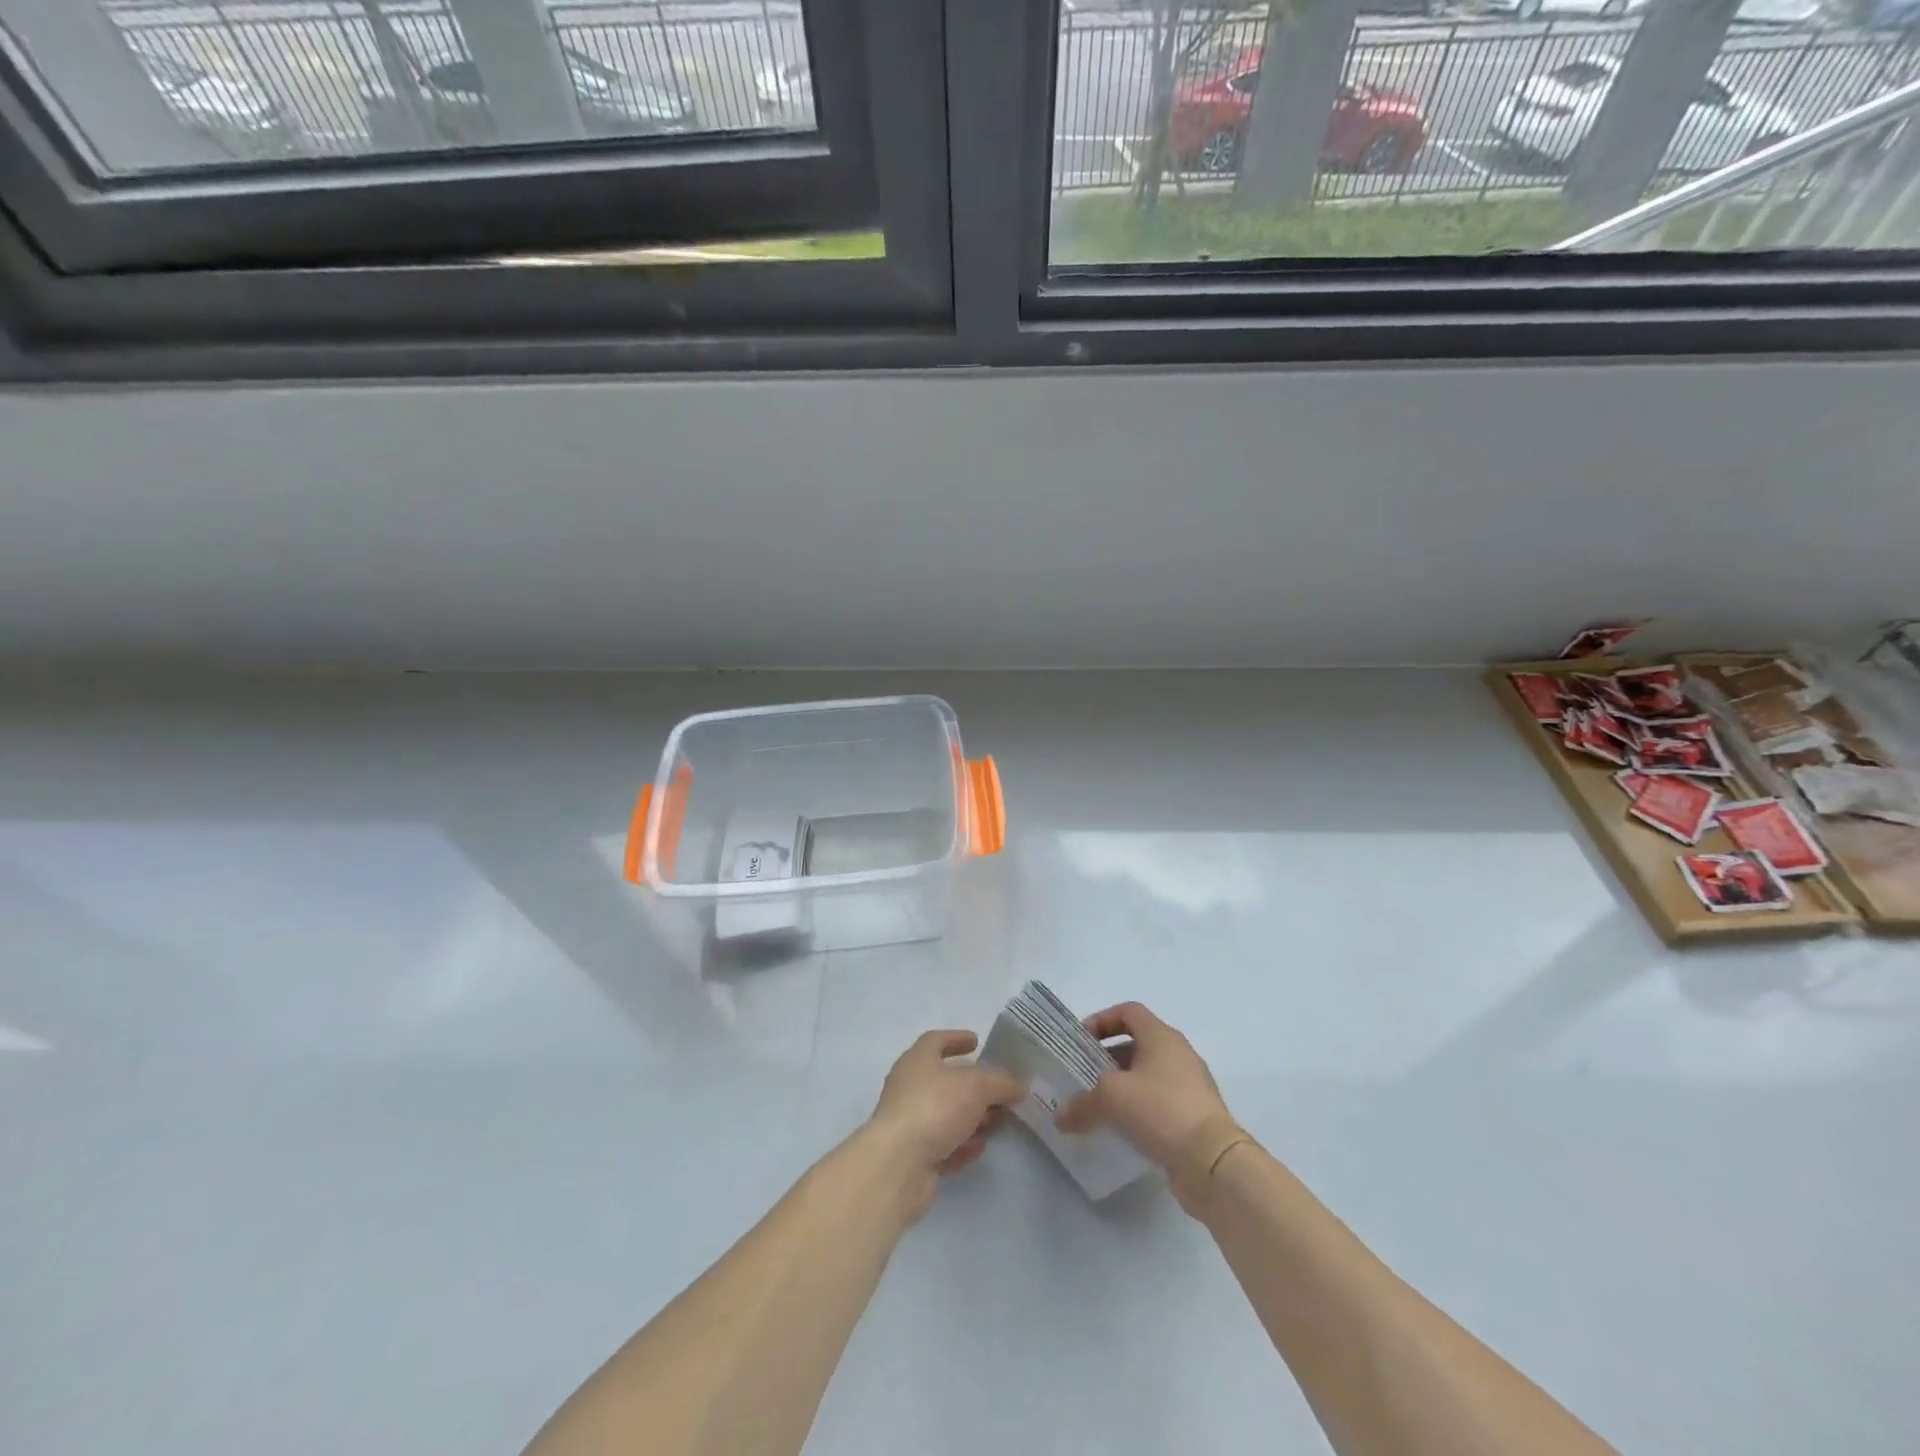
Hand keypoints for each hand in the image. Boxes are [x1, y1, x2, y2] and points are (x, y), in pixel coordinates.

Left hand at [864, 1030, 1024, 1220]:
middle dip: (974, 1087)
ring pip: (946, 1114)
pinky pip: (942, 1144)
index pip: (936, 1040)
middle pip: (945, 1081)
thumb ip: (1001, 1083)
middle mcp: (909, 1087)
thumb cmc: (934, 1108)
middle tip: (999, 1092)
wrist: (898, 1164)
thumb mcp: (977, 1086)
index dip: (956, 1038)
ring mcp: (909, 1122)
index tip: (976, 1041)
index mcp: (917, 1060)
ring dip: (971, 1118)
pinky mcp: (912, 1156)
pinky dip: (960, 1144)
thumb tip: (1018, 1086)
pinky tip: (978, 1148)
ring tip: (996, 1122)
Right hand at [1055, 1002, 1233, 1215]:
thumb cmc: (1160, 1109)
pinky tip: (1122, 1130)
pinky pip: (1160, 1103)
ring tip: (1098, 1106)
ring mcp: (1191, 1086)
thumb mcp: (1111, 1098)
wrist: (1212, 1162)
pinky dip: (1140, 1110)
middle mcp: (1179, 1054)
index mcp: (1161, 1036)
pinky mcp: (1195, 1116)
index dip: (1102, 1020)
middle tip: (1084, 1076)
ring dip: (1123, 1087)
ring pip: (1149, 1076)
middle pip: (1138, 1044)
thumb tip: (1060, 1117)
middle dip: (1108, 1058)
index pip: (1128, 1012)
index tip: (1081, 1041)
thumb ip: (1082, 1103)